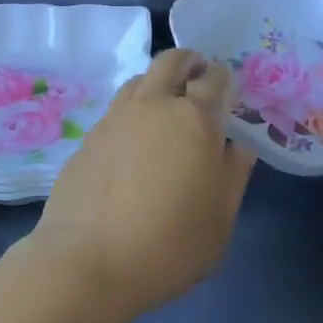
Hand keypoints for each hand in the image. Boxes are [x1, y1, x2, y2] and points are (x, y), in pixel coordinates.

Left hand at [34, 49, 256, 318]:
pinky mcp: (88, 137)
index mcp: (195, 119)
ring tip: (164, 109)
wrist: (86, 261)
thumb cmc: (168, 246)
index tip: (228, 93)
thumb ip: (233, 174)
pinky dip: (131, 113)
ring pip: (140, 80)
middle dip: (189, 62)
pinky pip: (116, 110)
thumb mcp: (220, 220)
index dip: (225, 80)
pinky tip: (132, 144)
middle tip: (198, 79)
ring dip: (157, 83)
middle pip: (172, 61)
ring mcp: (115, 117)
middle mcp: (154, 105)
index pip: (216, 78)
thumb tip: (236, 144)